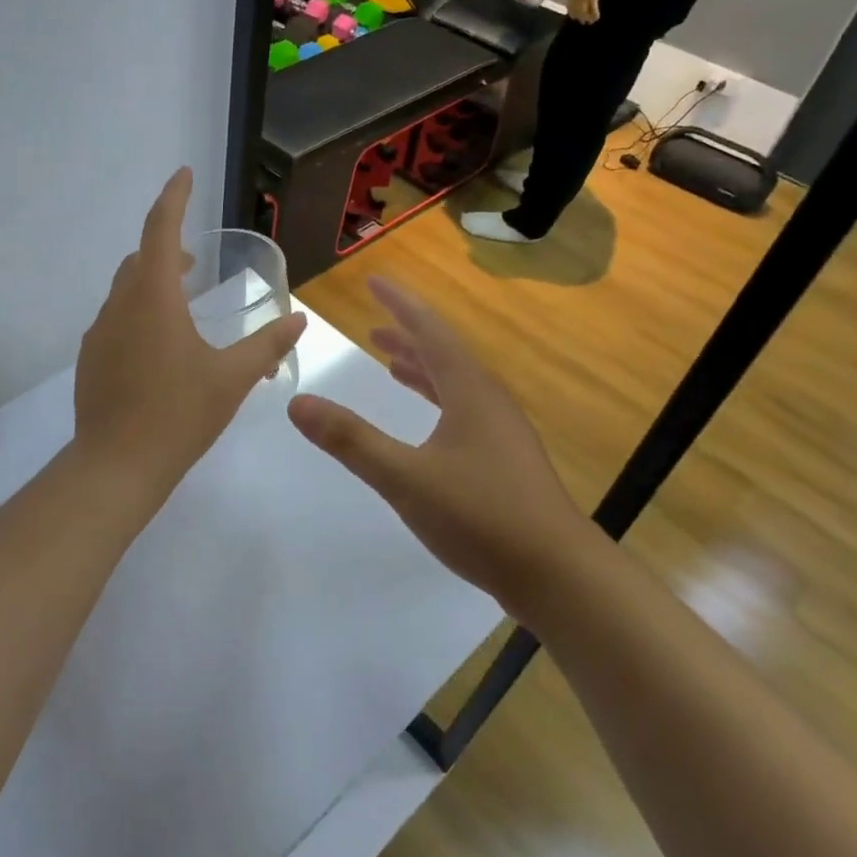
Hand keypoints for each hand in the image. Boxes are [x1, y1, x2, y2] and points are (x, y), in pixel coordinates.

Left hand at [74, 169, 306, 498]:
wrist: (116, 466)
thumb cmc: (179, 415)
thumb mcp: (233, 379)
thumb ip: (267, 345)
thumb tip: (299, 319)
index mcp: (153, 297)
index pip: (160, 228)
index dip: (174, 196)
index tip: (184, 173)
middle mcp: (120, 305)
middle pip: (140, 257)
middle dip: (166, 245)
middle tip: (194, 257)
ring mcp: (99, 333)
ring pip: (125, 288)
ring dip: (152, 281)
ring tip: (182, 299)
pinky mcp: (91, 358)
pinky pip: (116, 318)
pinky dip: (139, 310)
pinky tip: (160, 345)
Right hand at [286, 277, 592, 602]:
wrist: (558, 575)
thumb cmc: (481, 516)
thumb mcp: (404, 477)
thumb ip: (349, 440)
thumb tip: (297, 402)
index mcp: (469, 391)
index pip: (430, 331)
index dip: (400, 304)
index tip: (374, 281)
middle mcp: (489, 401)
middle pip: (444, 354)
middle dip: (408, 336)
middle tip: (373, 327)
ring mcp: (501, 432)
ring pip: (456, 384)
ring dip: (422, 369)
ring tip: (391, 364)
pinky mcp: (505, 461)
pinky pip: (463, 411)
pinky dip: (436, 401)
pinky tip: (428, 423)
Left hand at [566, 0, 611, 22]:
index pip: (570, 4)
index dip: (572, 11)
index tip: (573, 16)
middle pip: (576, 9)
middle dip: (578, 17)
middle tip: (582, 22)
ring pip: (584, 10)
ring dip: (586, 18)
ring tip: (589, 22)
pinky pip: (593, 8)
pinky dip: (594, 14)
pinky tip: (596, 18)